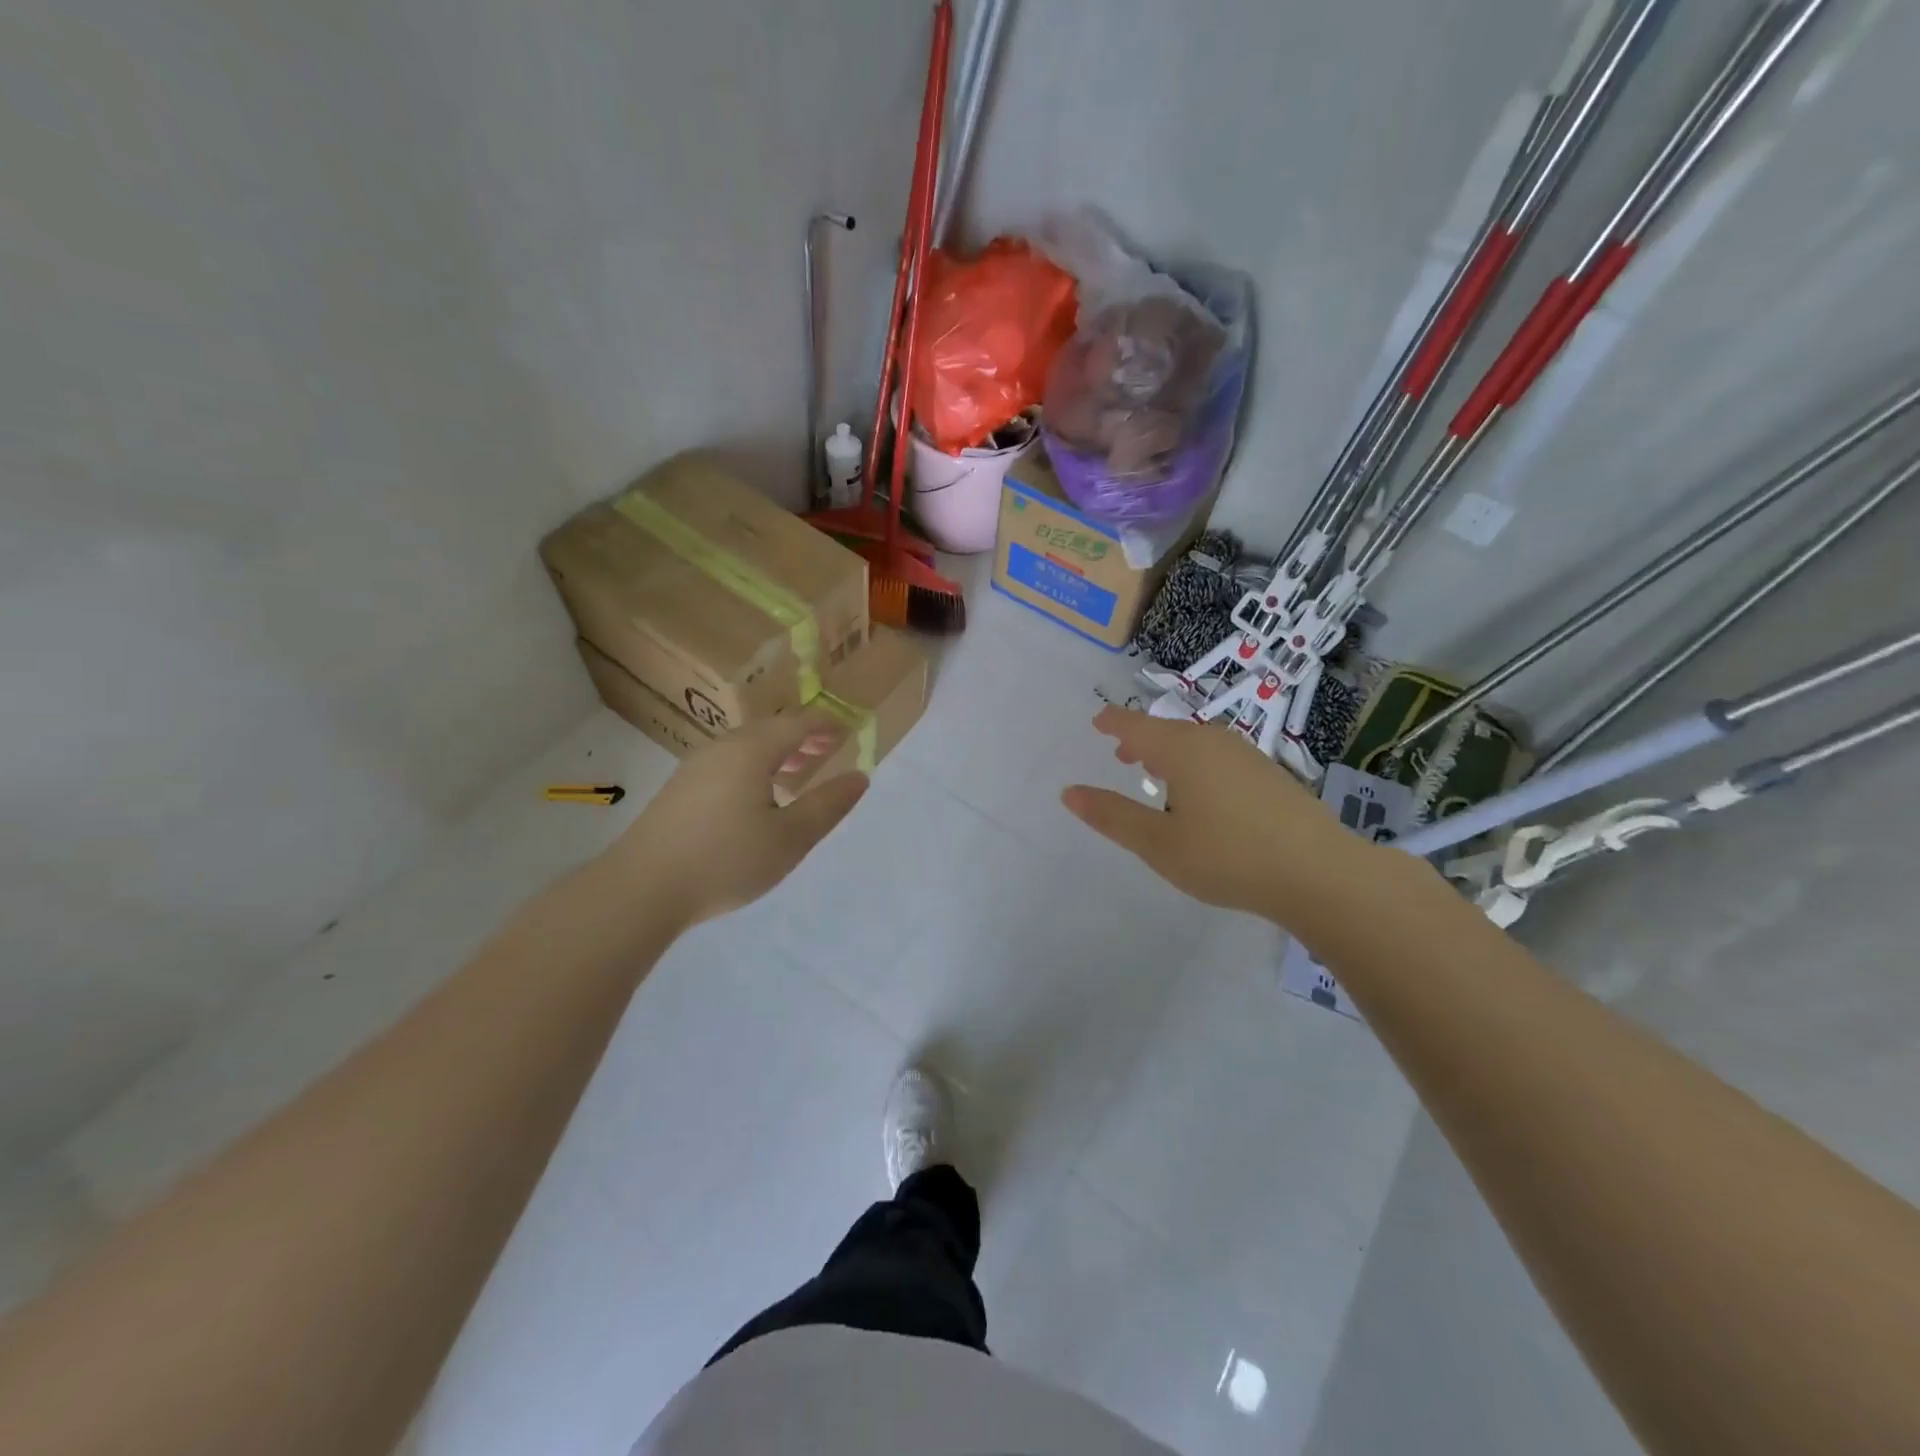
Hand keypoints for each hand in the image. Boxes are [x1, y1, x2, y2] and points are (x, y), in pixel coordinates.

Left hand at [613, 712, 868, 924]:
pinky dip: (753, 768)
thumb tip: (859, 777)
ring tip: (796, 773)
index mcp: (751, 750)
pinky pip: (727, 764)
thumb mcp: (790, 838)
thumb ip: (827, 805)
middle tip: (827, 751)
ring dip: (776, 754)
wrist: (641, 889)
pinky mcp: (679, 791)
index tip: (848, 733)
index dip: (826, 726)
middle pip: (769, 731)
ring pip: (745, 747)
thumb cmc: (726, 860)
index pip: (797, 724)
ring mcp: (695, 768)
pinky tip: (755, 798)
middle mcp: (721, 748)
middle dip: (801, 738)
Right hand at [1061, 706, 1389, 926]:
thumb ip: (1113, 816)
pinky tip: (1203, 794)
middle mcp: (1214, 741)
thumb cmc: (1228, 856)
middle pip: (1167, 731)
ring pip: (1196, 743)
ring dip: (1170, 752)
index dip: (1113, 722)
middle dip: (1141, 739)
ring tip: (1157, 772)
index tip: (1097, 721)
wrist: (1321, 873)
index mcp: (1182, 749)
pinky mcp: (1270, 775)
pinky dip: (1197, 764)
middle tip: (1122, 753)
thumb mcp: (1159, 843)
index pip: (1136, 725)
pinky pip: (1219, 756)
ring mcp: (1247, 755)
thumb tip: (1069, 792)